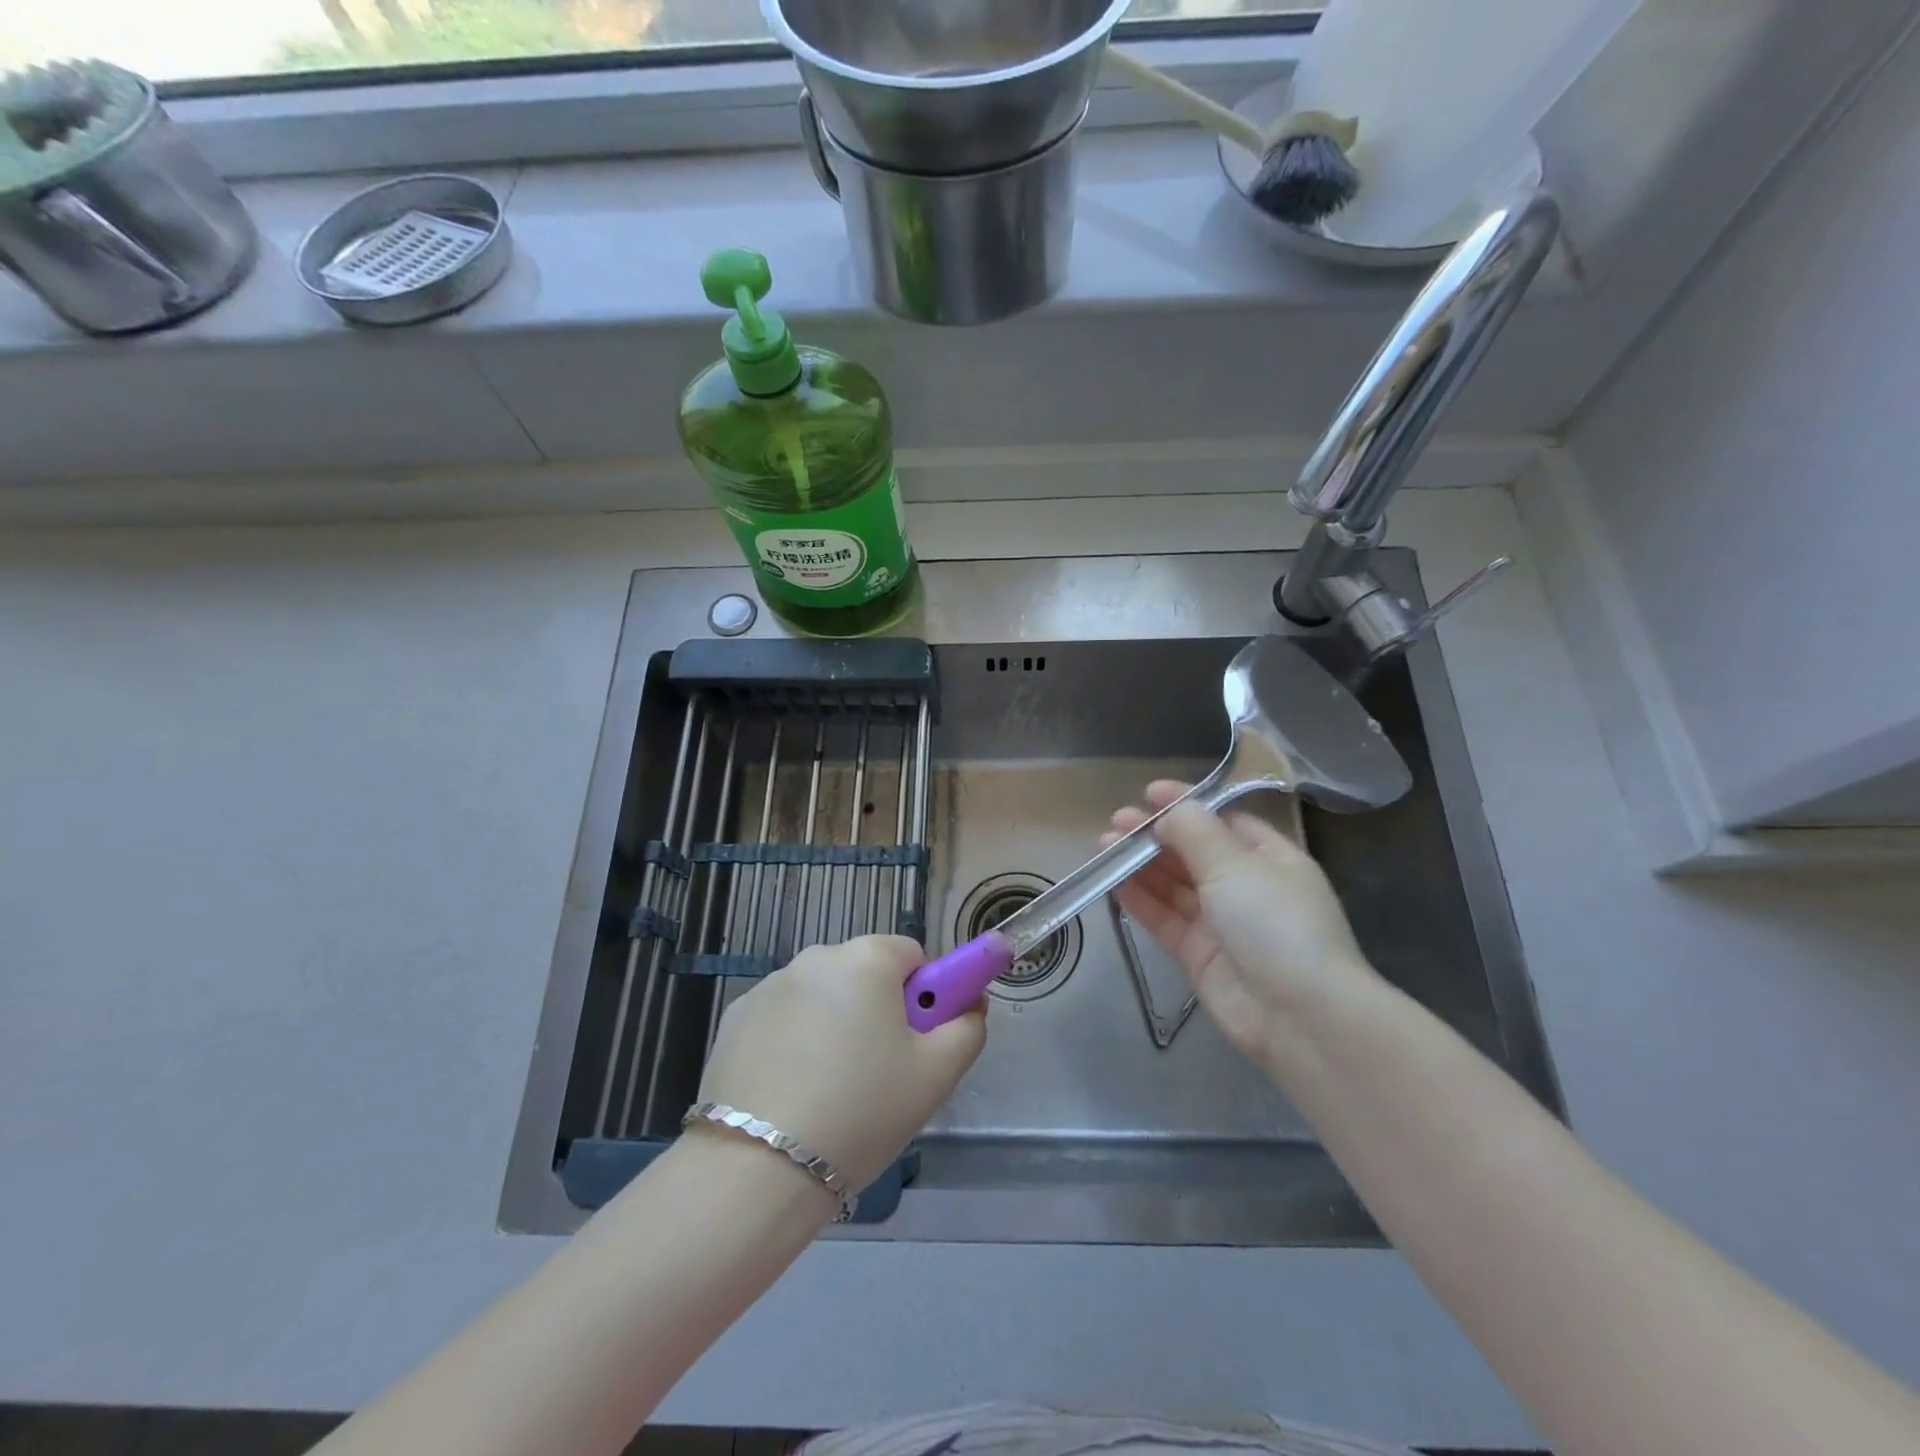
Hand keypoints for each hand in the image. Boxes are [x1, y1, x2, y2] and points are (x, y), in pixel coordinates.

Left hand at [694, 936, 985, 1190]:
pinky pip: (784, 1018)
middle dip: (878, 1010)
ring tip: (830, 1090)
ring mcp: (770, 985)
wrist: (759, 1168)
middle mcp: (816, 956)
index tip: (917, 1042)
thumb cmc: (862, 1110)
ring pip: (823, 997)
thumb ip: (967, 1027)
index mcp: (867, 958)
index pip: (911, 956)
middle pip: (865, 974)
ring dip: (835, 1024)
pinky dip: (794, 1041)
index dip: (924, 996)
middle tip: (879, 1072)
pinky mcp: (736, 1017)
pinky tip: (791, 1090)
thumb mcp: (936, 1075)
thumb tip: (970, 1002)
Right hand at [1106, 781, 1378, 1074]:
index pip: (1223, 822)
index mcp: (1270, 858)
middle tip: (1116, 822)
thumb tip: (1167, 812)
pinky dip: (1141, 900)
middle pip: (1193, 852)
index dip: (1187, 805)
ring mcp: (1222, 923)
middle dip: (1156, 835)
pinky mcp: (1199, 956)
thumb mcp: (1235, 864)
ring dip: (1141, 864)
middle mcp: (1246, 887)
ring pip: (1174, 886)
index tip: (1149, 793)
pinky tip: (1114, 883)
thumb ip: (1195, 832)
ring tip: (1103, 846)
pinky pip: (1165, 919)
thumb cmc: (1275, 922)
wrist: (1299, 1016)